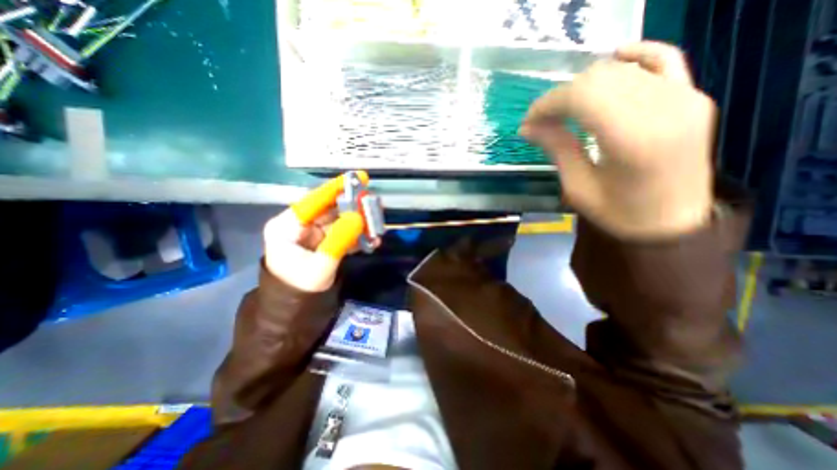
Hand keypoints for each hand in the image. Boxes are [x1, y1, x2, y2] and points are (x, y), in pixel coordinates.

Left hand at [263, 171, 370, 289]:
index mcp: (287, 226)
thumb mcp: (320, 265)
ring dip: (358, 223)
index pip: (313, 201)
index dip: (335, 189)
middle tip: (373, 204)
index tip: (356, 178)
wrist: (298, 310)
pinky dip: (357, 236)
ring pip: (340, 221)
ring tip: (376, 223)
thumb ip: (339, 240)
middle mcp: (300, 225)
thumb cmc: (300, 288)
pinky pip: (343, 234)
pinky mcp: (325, 242)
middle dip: (353, 208)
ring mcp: (314, 234)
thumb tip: (358, 218)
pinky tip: (372, 239)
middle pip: (330, 210)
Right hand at [521, 39, 715, 240]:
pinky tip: (613, 59)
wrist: (671, 223)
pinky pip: (665, 59)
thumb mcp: (577, 187)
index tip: (528, 121)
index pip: (582, 96)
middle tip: (541, 120)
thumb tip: (527, 127)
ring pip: (621, 70)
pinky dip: (636, 55)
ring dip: (584, 84)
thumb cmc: (618, 213)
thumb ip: (557, 148)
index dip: (548, 104)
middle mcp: (663, 108)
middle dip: (561, 96)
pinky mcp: (692, 97)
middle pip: (599, 79)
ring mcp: (684, 98)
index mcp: (632, 139)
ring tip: (564, 108)